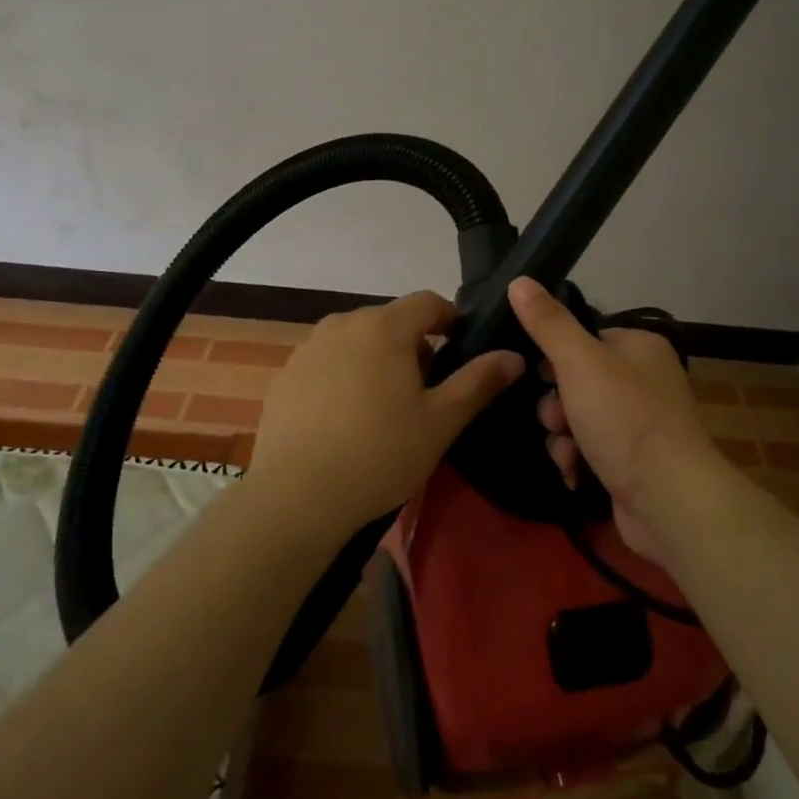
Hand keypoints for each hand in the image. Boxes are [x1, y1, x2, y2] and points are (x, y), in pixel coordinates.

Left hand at [249, 291, 524, 540]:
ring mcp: (307, 349)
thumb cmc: (380, 453)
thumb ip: (479, 382)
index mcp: (384, 326)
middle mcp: (342, 324)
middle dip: (413, 347)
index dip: (450, 320)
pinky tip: (344, 423)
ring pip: (356, 343)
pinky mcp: (284, 377)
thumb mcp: (441, 421)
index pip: (428, 302)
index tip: (461, 351)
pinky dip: (343, 380)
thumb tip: (513, 355)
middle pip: (390, 322)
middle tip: (426, 393)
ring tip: (384, 410)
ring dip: (377, 362)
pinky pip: (326, 365)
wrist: (297, 496)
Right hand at [508, 277, 720, 556]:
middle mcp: (645, 381)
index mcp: (640, 348)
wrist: (669, 498)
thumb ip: (547, 323)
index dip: (556, 356)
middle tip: (556, 418)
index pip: (586, 338)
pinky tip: (575, 473)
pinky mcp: (634, 464)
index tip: (538, 374)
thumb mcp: (579, 361)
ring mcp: (641, 425)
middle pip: (578, 382)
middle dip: (557, 404)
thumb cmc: (625, 418)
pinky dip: (578, 461)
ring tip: (567, 450)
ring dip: (563, 436)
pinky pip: (591, 451)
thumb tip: (518, 280)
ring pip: (579, 419)